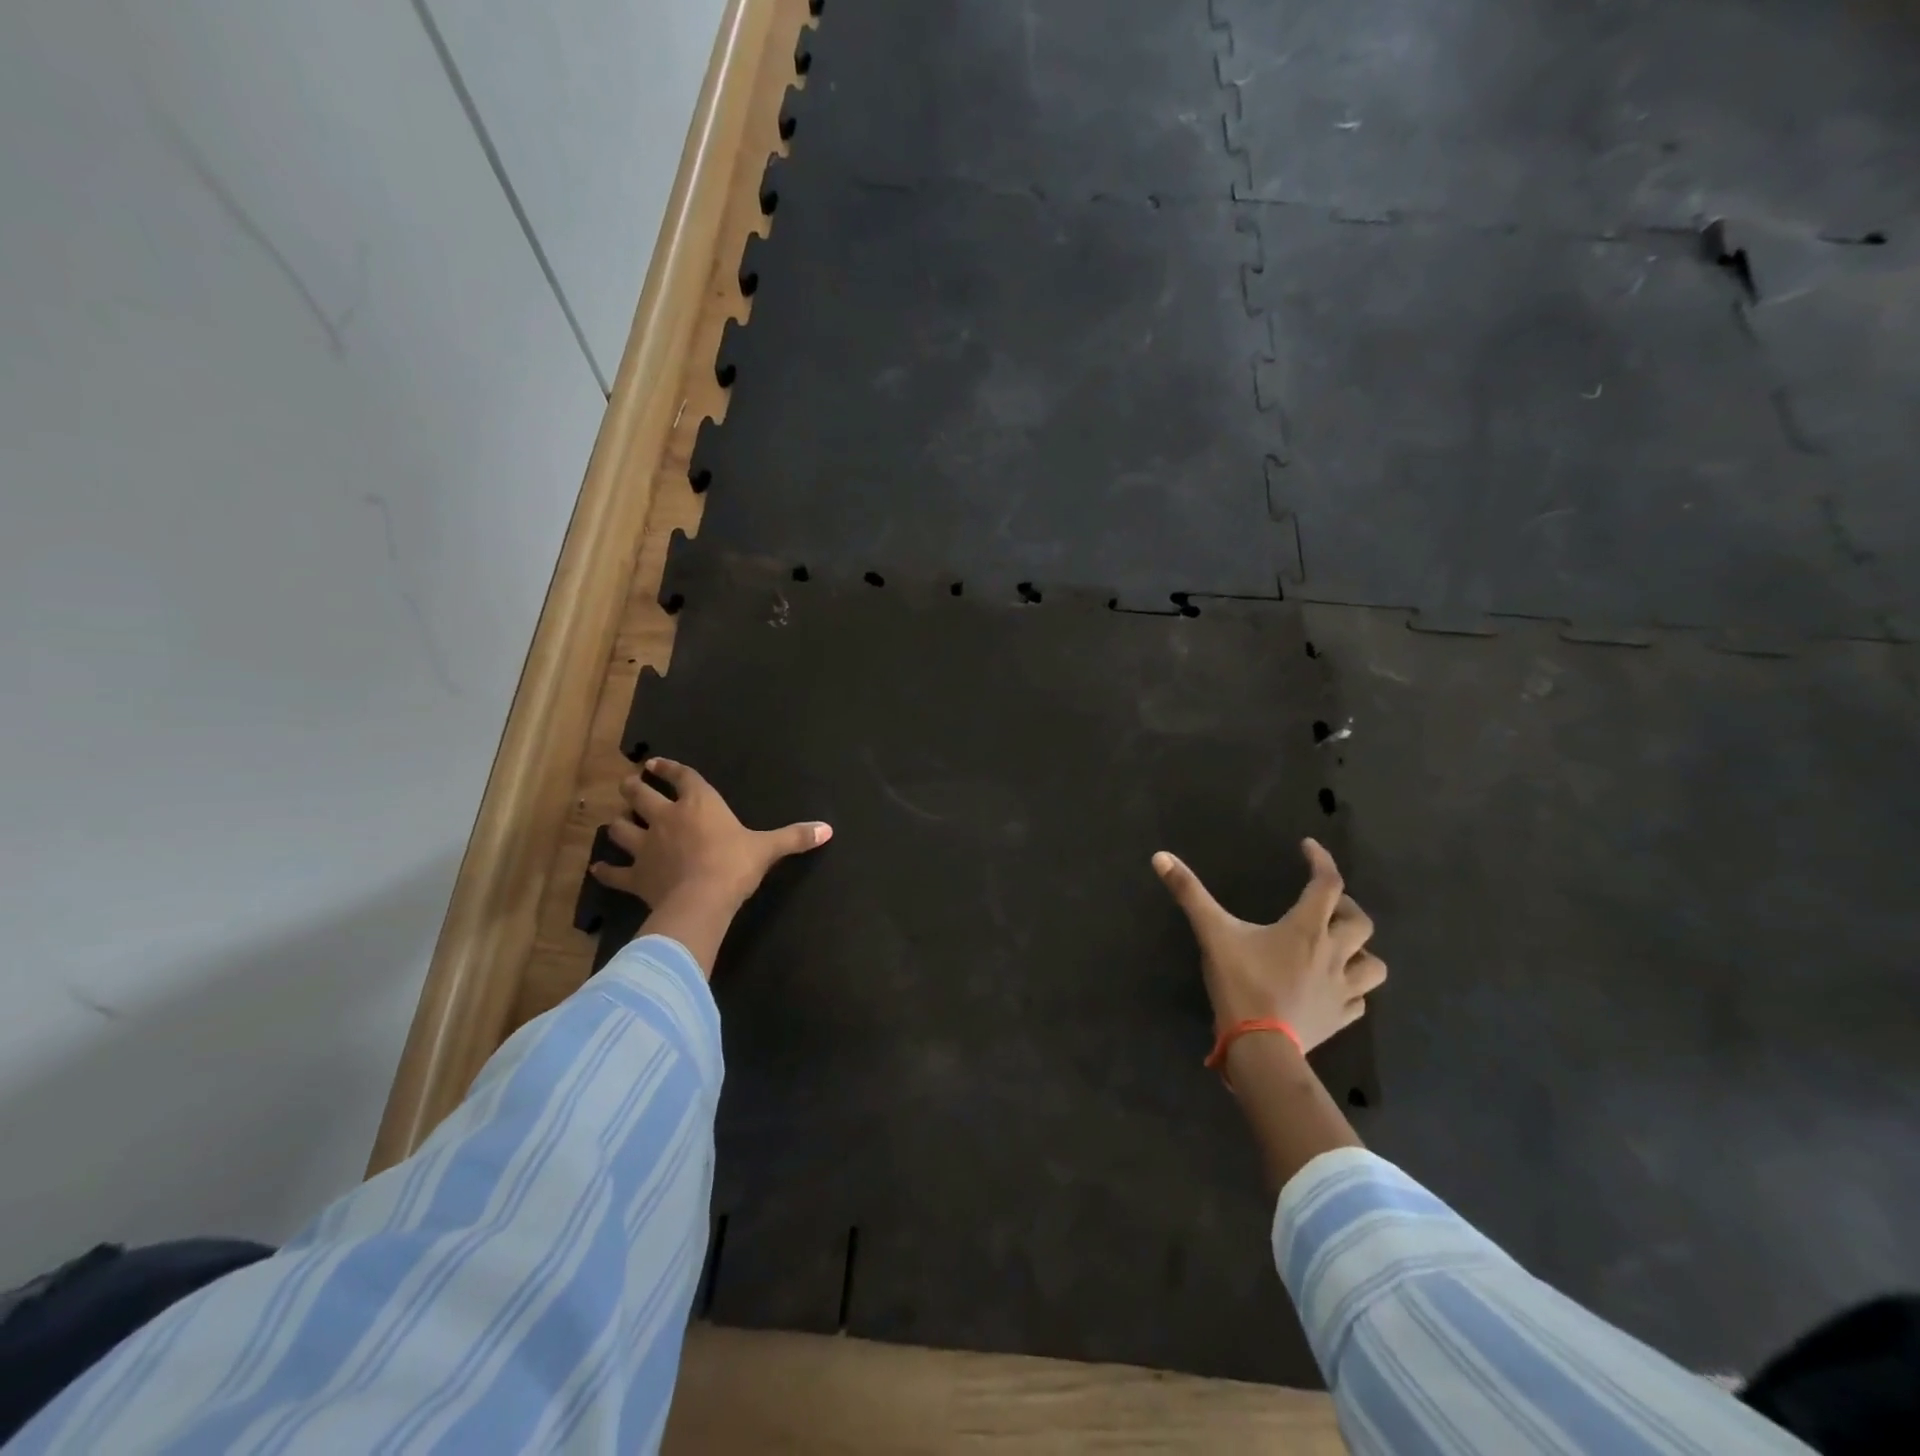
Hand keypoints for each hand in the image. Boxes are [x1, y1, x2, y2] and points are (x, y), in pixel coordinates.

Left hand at [589, 759, 830, 974]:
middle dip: (633, 787)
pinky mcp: (636, 875)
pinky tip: (600, 868)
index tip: (654, 763)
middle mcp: (667, 817)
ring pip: (620, 828)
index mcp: (699, 804)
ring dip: (618, 824)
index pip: (681, 777)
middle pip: (639, 794)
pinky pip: (614, 872)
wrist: (702, 900)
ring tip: (617, 823)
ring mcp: (646, 846)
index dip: (667, 768)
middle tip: (630, 785)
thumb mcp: (768, 849)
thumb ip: (795, 837)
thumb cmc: (735, 865)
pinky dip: (606, 870)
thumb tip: (828, 830)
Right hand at [1153, 839, 1384, 1052]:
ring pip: (1373, 964)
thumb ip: (1189, 893)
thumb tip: (1160, 857)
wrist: (1261, 1048)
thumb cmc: (1241, 984)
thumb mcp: (1212, 933)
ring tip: (1340, 948)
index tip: (1309, 848)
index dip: (1321, 860)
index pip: (1327, 884)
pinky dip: (1353, 988)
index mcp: (1307, 929)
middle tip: (1324, 906)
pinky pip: (1360, 1000)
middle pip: (1361, 922)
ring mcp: (1342, 989)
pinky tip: (1335, 987)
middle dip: (1345, 908)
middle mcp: (1334, 954)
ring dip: (1361, 951)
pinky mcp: (1340, 1018)